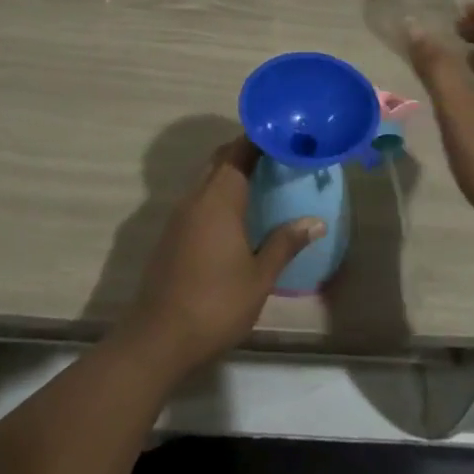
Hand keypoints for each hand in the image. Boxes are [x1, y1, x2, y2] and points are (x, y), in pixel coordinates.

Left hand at [124, 137, 323, 373]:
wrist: (158, 338)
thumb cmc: (215, 304)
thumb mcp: (259, 277)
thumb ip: (285, 244)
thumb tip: (316, 221)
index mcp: (219, 199)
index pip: (237, 152)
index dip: (258, 139)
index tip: (282, 135)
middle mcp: (196, 198)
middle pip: (220, 161)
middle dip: (244, 152)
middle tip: (276, 156)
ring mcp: (179, 217)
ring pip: (206, 180)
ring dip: (230, 174)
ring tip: (261, 182)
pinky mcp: (170, 235)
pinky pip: (198, 200)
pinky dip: (217, 196)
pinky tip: (235, 216)